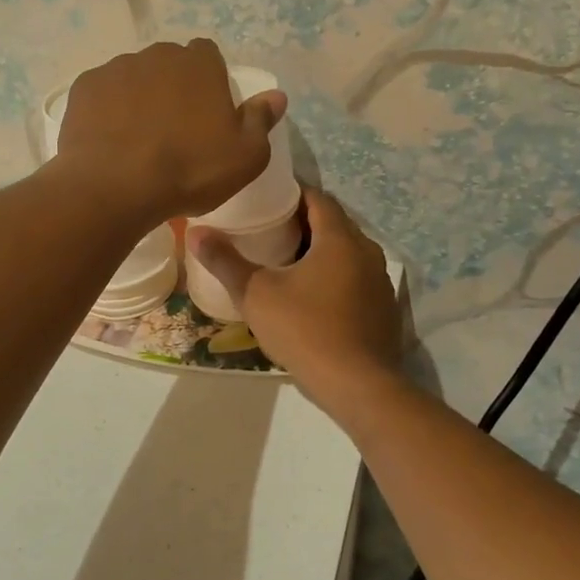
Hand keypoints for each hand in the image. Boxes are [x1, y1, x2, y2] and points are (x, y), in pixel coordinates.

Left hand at [53, 39, 285, 226]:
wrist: (115, 186)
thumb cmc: (190, 170)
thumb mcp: (245, 157)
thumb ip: (261, 121)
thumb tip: (276, 96)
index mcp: (200, 64)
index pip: (209, 55)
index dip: (210, 81)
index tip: (208, 114)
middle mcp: (158, 54)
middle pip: (170, 64)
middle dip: (174, 87)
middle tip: (175, 129)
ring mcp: (116, 68)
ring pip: (135, 77)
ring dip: (139, 97)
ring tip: (139, 139)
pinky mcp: (84, 88)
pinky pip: (103, 93)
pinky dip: (108, 110)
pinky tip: (110, 140)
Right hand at [187, 187, 403, 410]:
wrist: (358, 385)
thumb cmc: (305, 330)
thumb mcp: (256, 294)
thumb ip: (226, 261)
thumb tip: (196, 233)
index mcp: (340, 238)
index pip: (318, 198)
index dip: (293, 194)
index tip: (267, 199)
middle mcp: (367, 251)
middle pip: (334, 224)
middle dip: (304, 222)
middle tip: (269, 229)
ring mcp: (380, 281)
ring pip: (347, 253)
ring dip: (321, 251)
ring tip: (286, 261)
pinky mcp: (384, 307)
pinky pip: (357, 278)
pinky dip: (335, 276)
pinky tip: (313, 296)